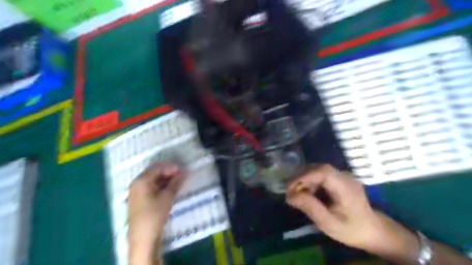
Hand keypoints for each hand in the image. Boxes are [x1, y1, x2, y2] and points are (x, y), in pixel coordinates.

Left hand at [128, 162, 182, 263]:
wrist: (143, 237)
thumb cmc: (155, 214)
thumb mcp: (168, 196)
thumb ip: (176, 182)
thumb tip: (183, 172)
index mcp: (141, 180)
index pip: (158, 167)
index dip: (171, 167)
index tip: (183, 170)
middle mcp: (136, 183)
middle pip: (154, 172)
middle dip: (168, 172)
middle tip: (181, 175)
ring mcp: (136, 191)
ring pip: (153, 179)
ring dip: (165, 179)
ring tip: (177, 181)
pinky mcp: (139, 198)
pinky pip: (151, 186)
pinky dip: (160, 185)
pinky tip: (169, 188)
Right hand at [286, 164, 388, 251]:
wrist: (373, 231)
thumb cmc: (351, 229)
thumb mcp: (329, 223)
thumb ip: (310, 207)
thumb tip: (290, 196)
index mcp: (345, 186)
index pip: (322, 172)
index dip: (304, 177)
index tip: (290, 189)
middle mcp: (344, 176)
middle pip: (318, 168)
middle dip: (301, 178)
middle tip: (290, 192)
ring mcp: (342, 176)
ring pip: (317, 170)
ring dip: (304, 180)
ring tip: (297, 194)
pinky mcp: (339, 178)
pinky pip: (320, 175)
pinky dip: (310, 181)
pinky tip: (307, 193)